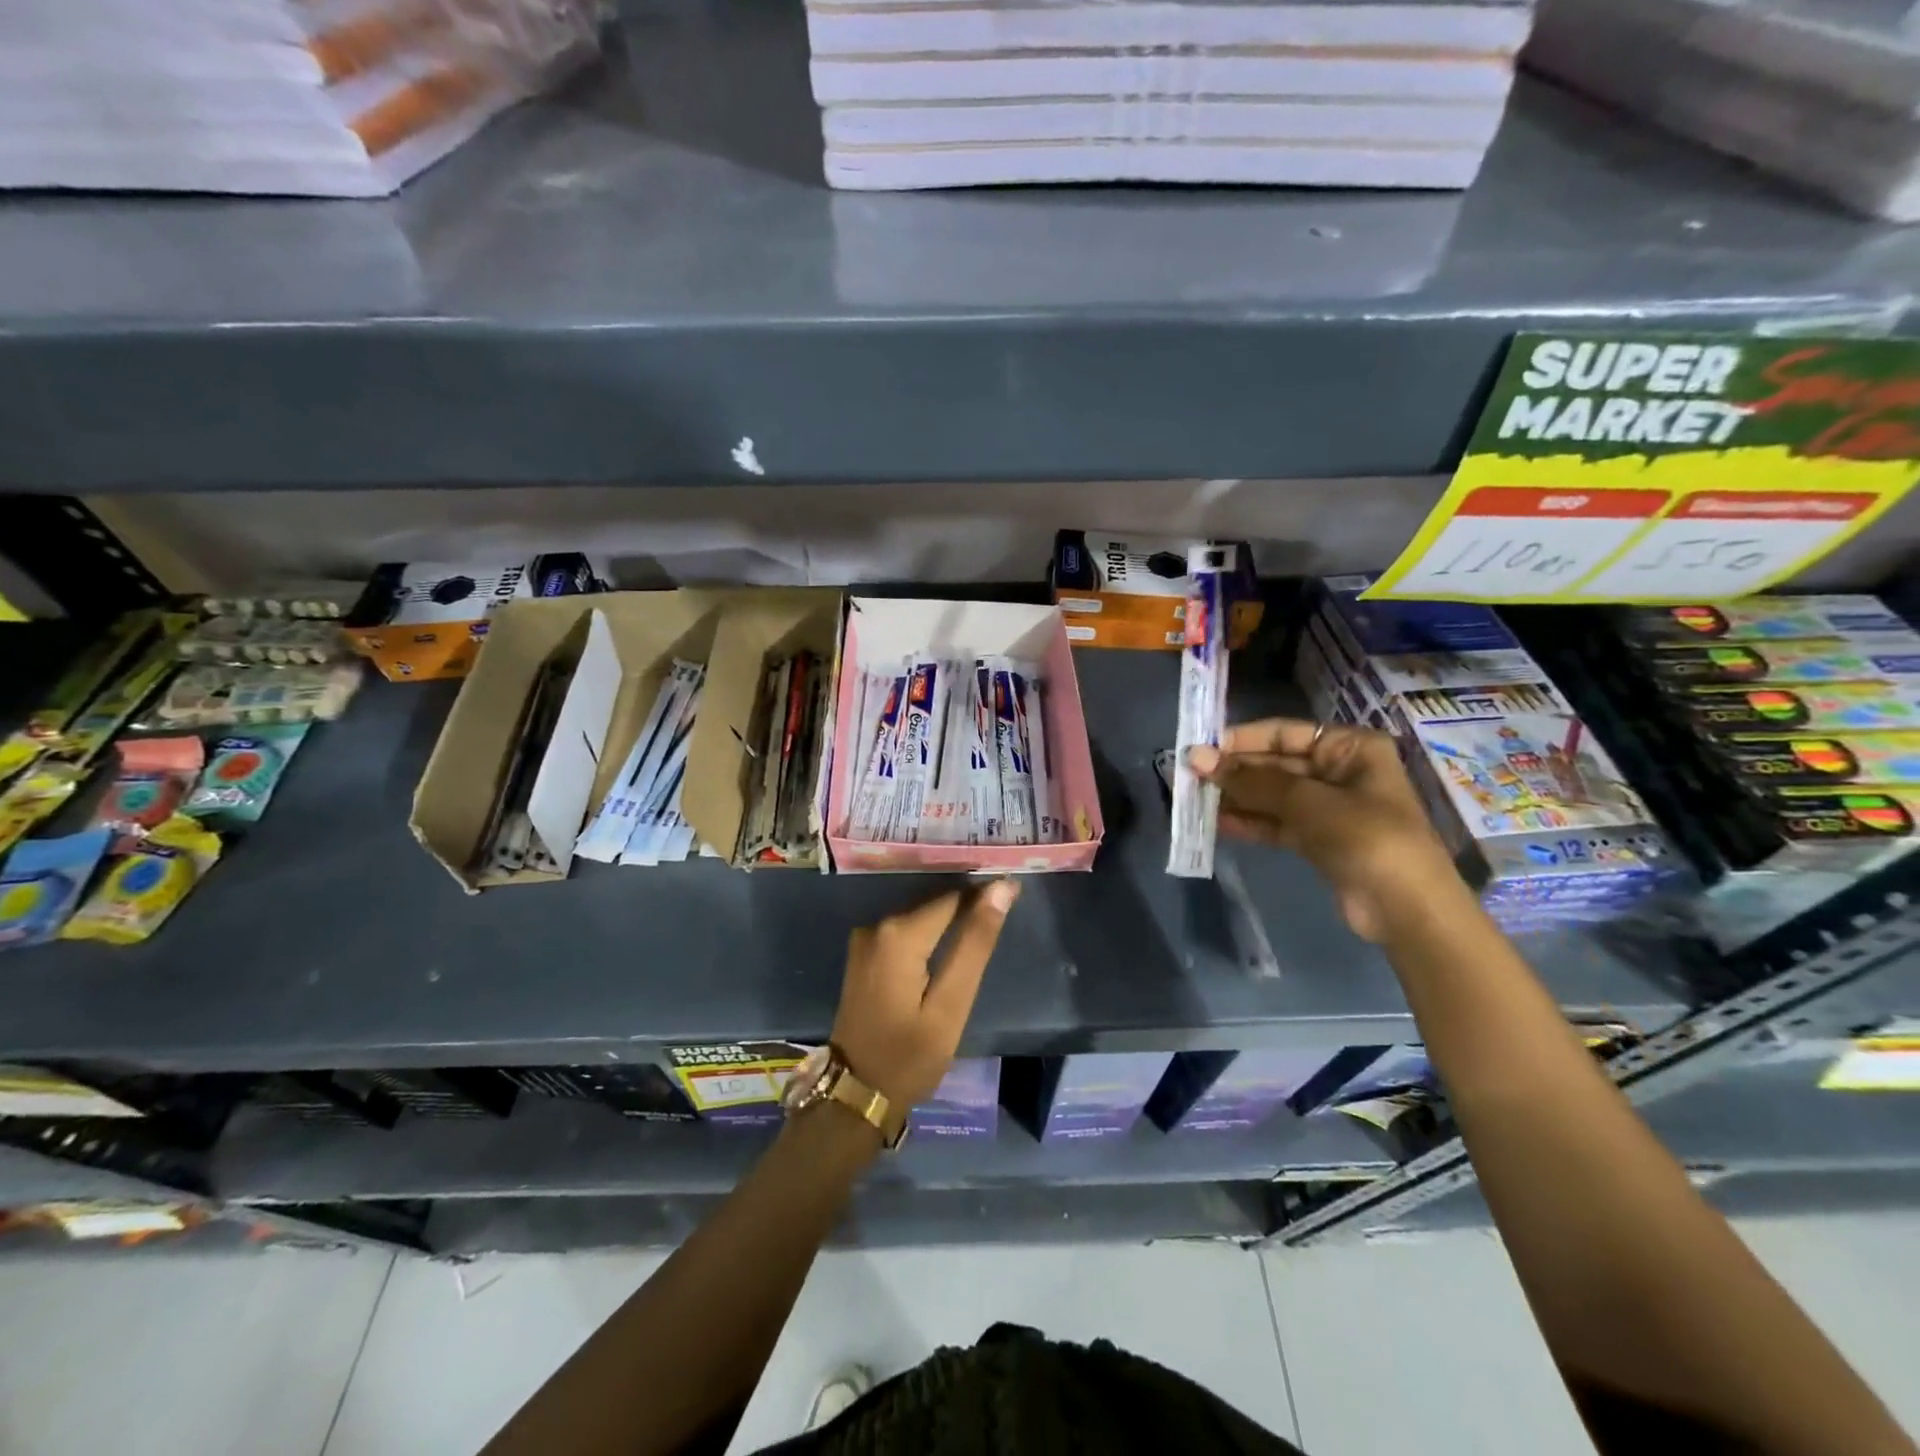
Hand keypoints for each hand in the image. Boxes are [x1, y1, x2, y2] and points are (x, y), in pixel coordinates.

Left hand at [831, 880, 1019, 1106]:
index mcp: (899, 934)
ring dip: (950, 920)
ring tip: (983, 927)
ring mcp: (866, 939)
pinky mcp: (864, 954)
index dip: (984, 894)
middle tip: (1004, 911)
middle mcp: (877, 925)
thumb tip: (1000, 890)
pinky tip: (950, 945)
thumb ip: (975, 944)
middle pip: (935, 904)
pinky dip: (929, 934)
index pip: (953, 897)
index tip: (1014, 894)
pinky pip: (905, 931)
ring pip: (920, 917)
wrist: (854, 1094)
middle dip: (968, 906)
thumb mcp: (951, 1005)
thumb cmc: (909, 1057)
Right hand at [1189, 719, 1461, 942]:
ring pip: (1272, 795)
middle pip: (1276, 764)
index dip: (1241, 739)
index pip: (1284, 733)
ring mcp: (1328, 808)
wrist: (1407, 910)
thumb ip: (1252, 780)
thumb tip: (1197, 758)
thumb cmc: (1367, 838)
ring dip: (1236, 797)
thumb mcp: (1308, 802)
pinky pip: (1276, 822)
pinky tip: (1216, 823)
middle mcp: (1339, 771)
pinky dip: (1249, 822)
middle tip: (1188, 776)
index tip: (1200, 749)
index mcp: (1350, 748)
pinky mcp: (1318, 840)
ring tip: (1194, 799)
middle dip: (1234, 771)